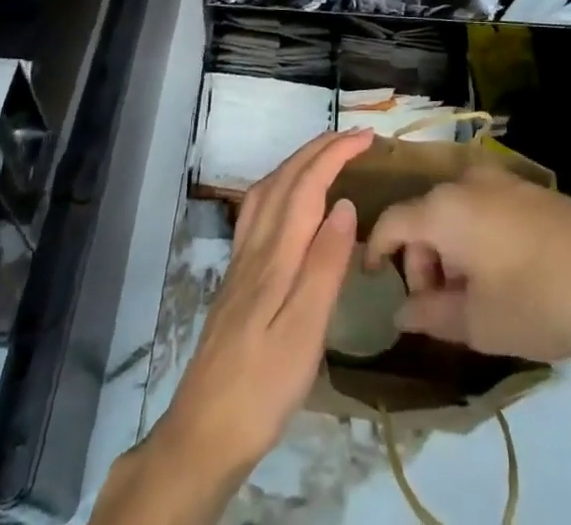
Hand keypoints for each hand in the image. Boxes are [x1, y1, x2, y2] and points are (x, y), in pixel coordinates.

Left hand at [152, 130, 372, 478]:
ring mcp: (242, 260)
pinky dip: (279, 186)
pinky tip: (286, 201)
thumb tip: (345, 203)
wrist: (203, 431)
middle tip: (354, 137)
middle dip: (319, 149)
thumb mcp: (305, 332)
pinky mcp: (236, 277)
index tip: (366, 138)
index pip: (307, 184)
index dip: (335, 154)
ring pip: (267, 189)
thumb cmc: (263, 386)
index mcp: (277, 254)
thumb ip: (325, 265)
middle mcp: (256, 245)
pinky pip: (257, 210)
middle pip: (285, 178)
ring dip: (297, 162)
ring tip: (325, 155)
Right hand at [365, 162, 570, 365]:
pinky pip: (481, 208)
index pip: (392, 222)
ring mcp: (500, 180)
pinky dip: (474, 238)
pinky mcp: (527, 189)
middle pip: (423, 217)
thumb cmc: (540, 300)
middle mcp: (465, 181)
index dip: (376, 251)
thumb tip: (401, 311)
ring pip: (453, 212)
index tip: (372, 282)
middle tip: (438, 308)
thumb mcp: (479, 323)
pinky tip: (500, 276)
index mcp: (444, 208)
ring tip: (473, 299)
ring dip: (449, 252)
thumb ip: (430, 315)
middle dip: (420, 262)